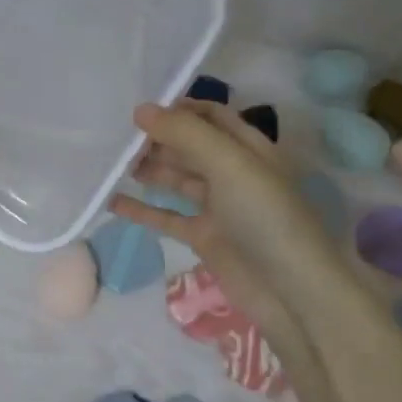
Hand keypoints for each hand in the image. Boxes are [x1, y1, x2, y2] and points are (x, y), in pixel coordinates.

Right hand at [110, 101, 327, 351]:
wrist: (291, 292)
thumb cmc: (266, 217)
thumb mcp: (230, 164)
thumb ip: (186, 134)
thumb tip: (140, 109)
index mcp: (249, 148)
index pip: (210, 116)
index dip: (178, 109)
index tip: (138, 109)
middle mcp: (234, 173)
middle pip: (190, 146)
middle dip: (157, 139)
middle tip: (115, 138)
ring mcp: (218, 208)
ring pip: (177, 179)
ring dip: (148, 170)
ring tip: (110, 164)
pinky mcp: (204, 238)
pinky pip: (167, 217)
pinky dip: (142, 209)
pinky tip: (112, 202)